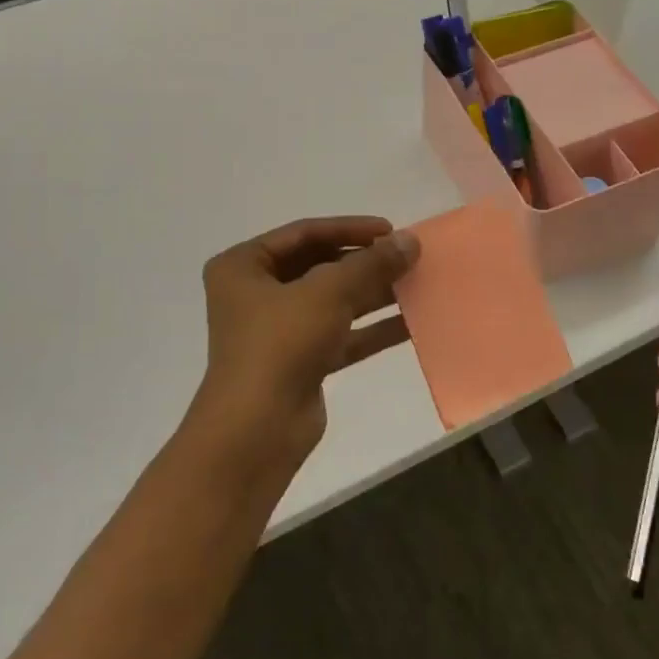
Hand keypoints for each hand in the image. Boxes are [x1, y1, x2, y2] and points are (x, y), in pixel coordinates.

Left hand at [190, 216, 419, 474]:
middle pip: (319, 266)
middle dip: (364, 263)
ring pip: (332, 302)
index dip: (349, 228)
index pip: (303, 233)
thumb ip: (371, 264)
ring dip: (372, 294)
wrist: (257, 429)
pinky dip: (371, 329)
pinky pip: (340, 335)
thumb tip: (410, 240)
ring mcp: (277, 331)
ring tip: (416, 284)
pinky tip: (412, 323)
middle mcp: (255, 294)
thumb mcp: (328, 293)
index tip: (390, 230)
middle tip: (406, 257)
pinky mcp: (299, 362)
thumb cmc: (280, 343)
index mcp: (243, 266)